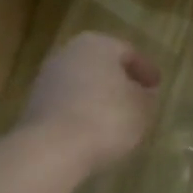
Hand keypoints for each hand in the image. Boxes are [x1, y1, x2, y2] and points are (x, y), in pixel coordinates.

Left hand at [19, 32, 160, 172]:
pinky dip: (82, 110)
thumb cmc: (107, 118)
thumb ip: (146, 96)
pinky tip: (94, 129)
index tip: (157, 86)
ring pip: (83, 83)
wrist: (52, 148)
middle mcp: (69, 53)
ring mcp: (48, 78)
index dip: (146, 70)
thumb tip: (142, 93)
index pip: (129, 52)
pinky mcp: (35, 104)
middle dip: (120, 80)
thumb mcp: (142, 108)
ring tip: (117, 117)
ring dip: (99, 96)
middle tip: (138, 98)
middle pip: (102, 64)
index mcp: (98, 44)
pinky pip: (68, 102)